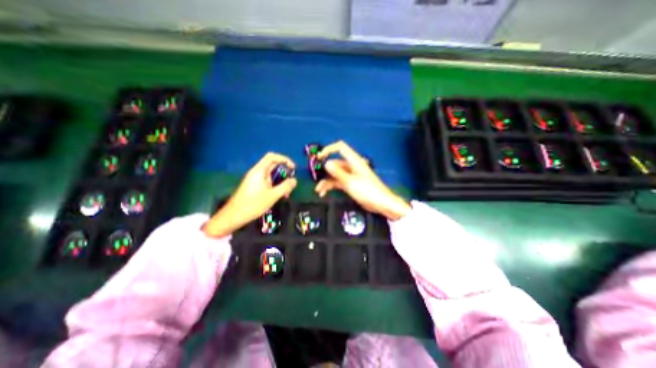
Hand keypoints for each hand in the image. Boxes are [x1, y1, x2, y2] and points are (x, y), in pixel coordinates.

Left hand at [204, 152, 298, 236]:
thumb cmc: (253, 204)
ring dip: (281, 181)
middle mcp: (257, 172)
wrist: (233, 216)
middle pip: (273, 165)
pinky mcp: (254, 186)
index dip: (284, 159)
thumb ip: (285, 187)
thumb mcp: (273, 196)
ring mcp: (255, 179)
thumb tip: (295, 180)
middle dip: (284, 172)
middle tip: (291, 182)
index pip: (272, 157)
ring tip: (286, 193)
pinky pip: (267, 181)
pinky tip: (279, 195)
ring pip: (271, 175)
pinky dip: (275, 185)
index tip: (293, 168)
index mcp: (259, 171)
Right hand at [314, 141, 408, 220]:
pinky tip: (324, 193)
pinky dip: (331, 186)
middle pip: (335, 163)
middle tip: (315, 178)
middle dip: (324, 170)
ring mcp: (351, 175)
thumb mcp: (351, 182)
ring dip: (326, 181)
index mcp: (354, 161)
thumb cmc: (368, 191)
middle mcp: (351, 166)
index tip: (318, 158)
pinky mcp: (351, 184)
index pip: (340, 147)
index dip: (329, 149)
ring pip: (335, 174)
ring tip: (318, 190)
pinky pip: (338, 182)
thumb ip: (338, 172)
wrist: (381, 204)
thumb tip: (326, 163)